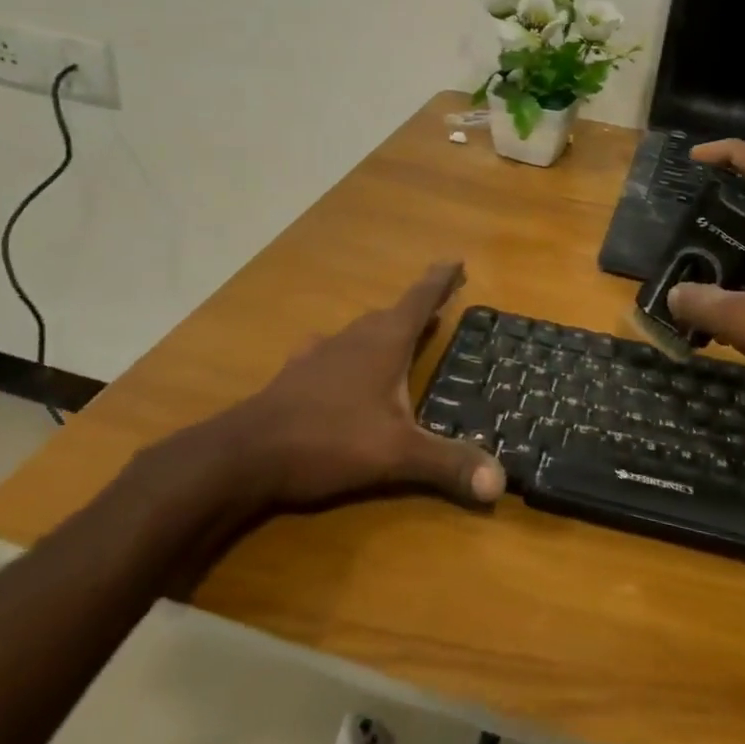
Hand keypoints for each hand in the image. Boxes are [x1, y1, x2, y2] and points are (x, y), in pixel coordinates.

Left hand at [154, 263, 505, 520]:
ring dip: (385, 329)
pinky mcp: (297, 375)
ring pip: (361, 331)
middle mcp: (355, 339)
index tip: (457, 260)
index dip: (440, 280)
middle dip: (419, 306)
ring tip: (400, 334)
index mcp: (384, 343)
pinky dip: (349, 353)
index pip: (420, 300)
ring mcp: (321, 354)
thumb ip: (447, 464)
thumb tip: (500, 482)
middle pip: (393, 313)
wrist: (245, 454)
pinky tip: (341, 363)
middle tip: (440, 304)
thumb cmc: (328, 440)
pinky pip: (333, 352)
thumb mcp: (396, 454)